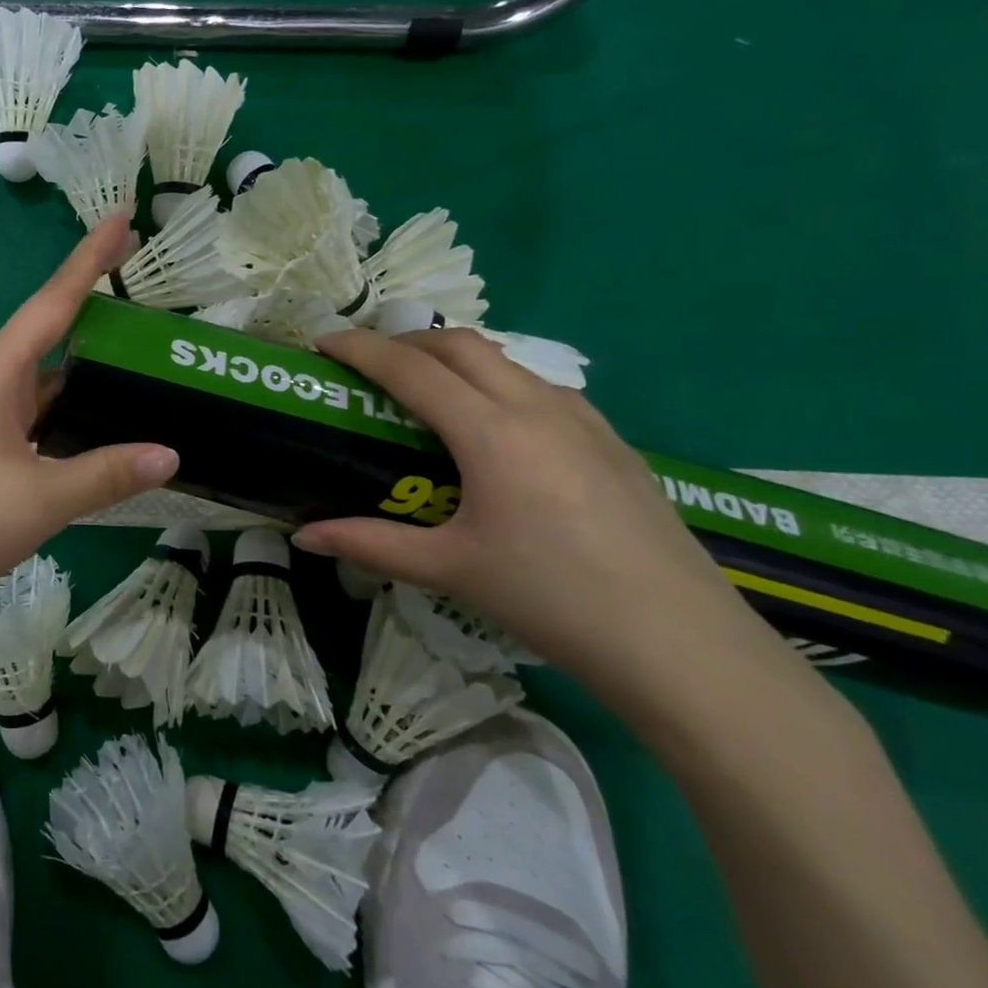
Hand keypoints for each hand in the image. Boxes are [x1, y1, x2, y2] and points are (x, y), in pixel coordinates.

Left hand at [0, 217, 179, 635]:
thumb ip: (106, 473)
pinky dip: (72, 419)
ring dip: (89, 376)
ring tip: (145, 368)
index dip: (89, 259)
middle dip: (99, 317)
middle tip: (155, 307)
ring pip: (46, 386)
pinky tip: (103, 433)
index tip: (123, 216)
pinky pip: (37, 421)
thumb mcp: (39, 500)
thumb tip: (171, 453)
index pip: (53, 302)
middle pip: (52, 337)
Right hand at [293, 328, 782, 705]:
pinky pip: (541, 388)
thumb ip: (370, 544)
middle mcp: (536, 407)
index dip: (360, 348)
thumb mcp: (450, 569)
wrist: (682, 645)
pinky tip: (496, 429)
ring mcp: (583, 420)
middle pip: (459, 345)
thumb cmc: (552, 599)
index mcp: (491, 432)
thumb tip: (304, 536)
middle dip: (405, 341)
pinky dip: (498, 384)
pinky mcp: (613, 441)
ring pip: (505, 361)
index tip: (323, 342)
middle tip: (369, 365)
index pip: (410, 369)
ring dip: (455, 359)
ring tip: (426, 393)